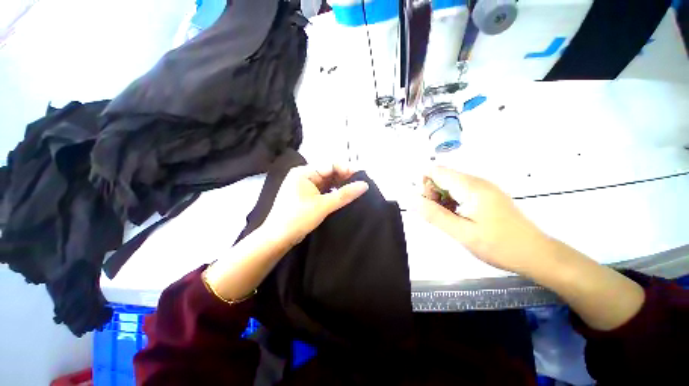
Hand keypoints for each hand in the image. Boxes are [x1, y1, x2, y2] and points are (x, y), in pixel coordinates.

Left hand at [262, 164, 368, 245]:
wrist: (278, 238)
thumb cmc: (298, 218)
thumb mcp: (323, 206)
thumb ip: (344, 194)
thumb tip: (365, 185)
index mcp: (304, 172)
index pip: (330, 165)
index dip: (346, 169)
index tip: (362, 177)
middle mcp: (304, 175)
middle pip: (329, 172)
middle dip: (344, 177)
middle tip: (360, 184)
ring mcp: (304, 185)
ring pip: (327, 181)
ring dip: (340, 185)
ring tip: (355, 190)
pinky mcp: (306, 195)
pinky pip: (323, 189)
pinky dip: (333, 192)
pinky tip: (343, 196)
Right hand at [419, 166, 551, 275]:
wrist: (536, 254)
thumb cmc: (499, 245)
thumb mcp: (461, 232)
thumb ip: (433, 214)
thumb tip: (411, 198)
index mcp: (470, 187)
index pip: (435, 171)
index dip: (424, 184)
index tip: (426, 205)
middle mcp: (476, 181)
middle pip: (442, 176)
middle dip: (432, 193)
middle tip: (439, 216)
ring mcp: (483, 187)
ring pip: (450, 184)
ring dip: (442, 199)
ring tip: (450, 220)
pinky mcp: (487, 195)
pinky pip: (461, 191)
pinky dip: (452, 201)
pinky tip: (459, 218)